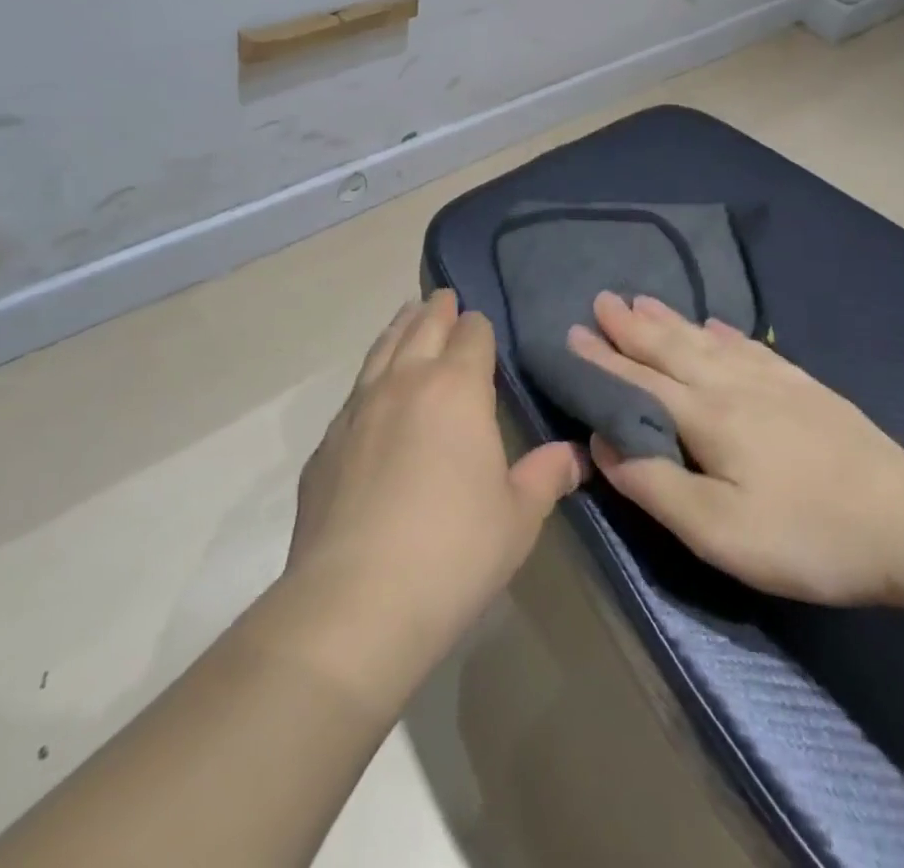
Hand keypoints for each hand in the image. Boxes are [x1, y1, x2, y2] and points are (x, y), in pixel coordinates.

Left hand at [286, 291, 584, 666]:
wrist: (355, 604)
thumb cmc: (454, 552)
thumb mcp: (518, 518)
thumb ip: (547, 476)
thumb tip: (577, 456)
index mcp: (456, 389)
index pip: (471, 335)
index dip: (480, 327)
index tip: (483, 328)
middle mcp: (404, 384)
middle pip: (421, 328)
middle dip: (437, 311)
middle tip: (444, 298)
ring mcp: (358, 410)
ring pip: (381, 350)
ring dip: (399, 329)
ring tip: (406, 315)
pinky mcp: (326, 444)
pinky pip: (354, 392)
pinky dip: (370, 376)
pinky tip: (372, 393)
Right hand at [570, 293, 903, 606]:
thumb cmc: (805, 534)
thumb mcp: (719, 532)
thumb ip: (655, 485)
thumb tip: (603, 444)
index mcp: (706, 417)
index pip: (639, 382)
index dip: (603, 360)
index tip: (572, 333)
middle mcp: (732, 386)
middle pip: (671, 349)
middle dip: (632, 326)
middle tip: (603, 298)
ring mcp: (772, 381)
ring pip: (707, 341)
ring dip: (671, 320)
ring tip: (644, 300)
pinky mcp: (803, 387)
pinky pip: (751, 347)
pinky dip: (726, 332)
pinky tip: (717, 325)